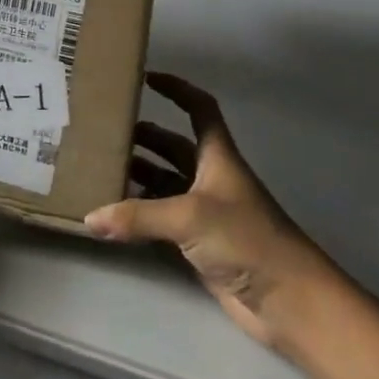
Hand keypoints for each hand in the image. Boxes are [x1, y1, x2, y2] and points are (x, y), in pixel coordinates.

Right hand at [85, 72, 345, 360]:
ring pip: (165, 183)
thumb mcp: (189, 217)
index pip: (199, 109)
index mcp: (217, 156)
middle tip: (104, 133)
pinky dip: (139, 215)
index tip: (145, 78)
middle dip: (143, 137)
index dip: (176, 89)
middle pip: (173, 146)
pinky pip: (161, 220)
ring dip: (138, 174)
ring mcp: (205, 213)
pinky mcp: (199, 244)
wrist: (288, 300)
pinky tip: (113, 216)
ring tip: (99, 170)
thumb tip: (89, 218)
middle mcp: (211, 178)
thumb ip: (138, 216)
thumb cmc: (246, 239)